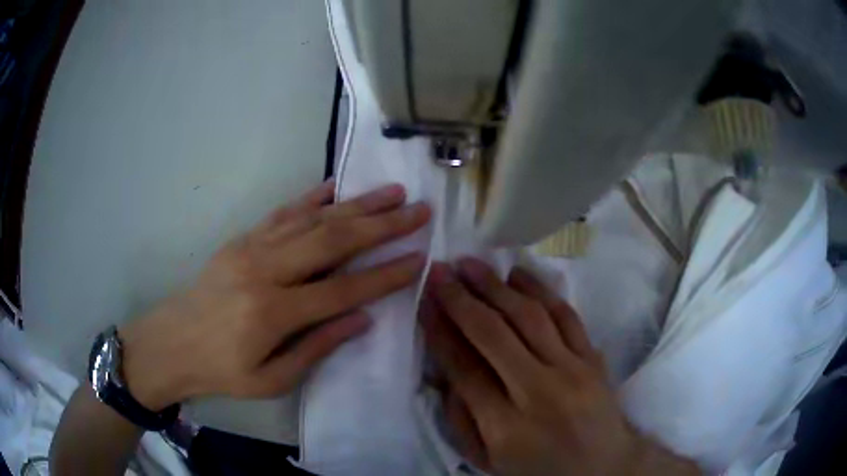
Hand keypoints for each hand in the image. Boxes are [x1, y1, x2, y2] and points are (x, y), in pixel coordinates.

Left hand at [119, 180, 430, 410]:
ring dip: (356, 205)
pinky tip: (336, 187)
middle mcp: (265, 272)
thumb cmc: (221, 370)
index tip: (420, 259)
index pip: (343, 290)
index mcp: (273, 313)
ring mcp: (251, 248)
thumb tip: (362, 318)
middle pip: (333, 242)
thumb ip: (317, 347)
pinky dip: (312, 198)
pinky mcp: (242, 239)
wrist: (171, 342)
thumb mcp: (271, 379)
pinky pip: (282, 213)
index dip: (385, 276)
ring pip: (313, 220)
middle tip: (418, 210)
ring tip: (391, 192)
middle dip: (382, 225)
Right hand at [420, 259, 698, 475]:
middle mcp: (539, 393)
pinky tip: (518, 274)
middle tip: (440, 271)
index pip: (465, 369)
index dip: (440, 331)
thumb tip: (445, 373)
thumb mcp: (489, 462)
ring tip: (471, 264)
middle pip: (494, 335)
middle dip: (462, 299)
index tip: (424, 302)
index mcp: (507, 428)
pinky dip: (541, 290)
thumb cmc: (540, 470)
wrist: (604, 467)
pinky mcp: (593, 359)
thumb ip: (461, 421)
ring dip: (497, 286)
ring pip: (530, 317)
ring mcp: (573, 372)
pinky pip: (566, 316)